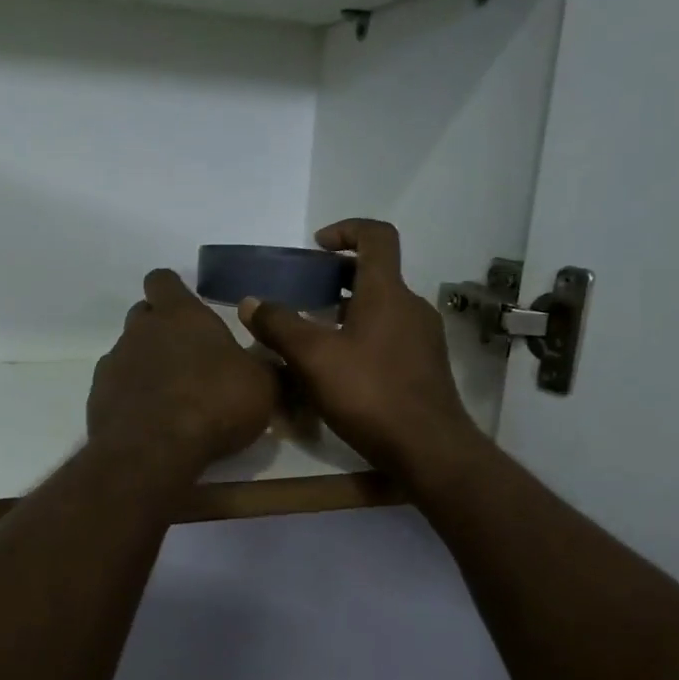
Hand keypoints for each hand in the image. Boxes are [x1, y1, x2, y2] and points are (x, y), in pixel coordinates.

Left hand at [88, 269, 278, 470]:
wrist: (153, 450)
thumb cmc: (214, 403)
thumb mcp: (262, 386)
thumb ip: (264, 368)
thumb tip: (271, 364)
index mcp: (179, 314)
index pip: (163, 280)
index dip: (173, 291)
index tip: (187, 308)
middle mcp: (140, 330)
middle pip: (143, 315)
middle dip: (160, 328)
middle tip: (187, 356)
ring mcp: (114, 363)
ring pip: (128, 352)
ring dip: (146, 366)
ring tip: (171, 396)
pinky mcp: (98, 397)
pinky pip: (117, 387)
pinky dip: (132, 397)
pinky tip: (151, 420)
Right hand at [239, 219, 479, 482]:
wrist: (429, 449)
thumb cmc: (370, 394)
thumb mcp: (313, 358)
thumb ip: (279, 326)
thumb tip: (249, 303)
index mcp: (387, 292)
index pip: (377, 236)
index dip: (346, 230)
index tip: (317, 247)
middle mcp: (411, 307)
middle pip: (375, 275)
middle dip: (337, 278)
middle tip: (303, 296)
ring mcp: (422, 338)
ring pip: (381, 310)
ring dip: (347, 312)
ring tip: (313, 337)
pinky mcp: (424, 368)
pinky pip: (389, 338)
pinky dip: (362, 338)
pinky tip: (339, 371)